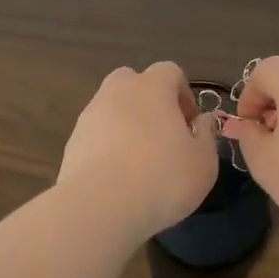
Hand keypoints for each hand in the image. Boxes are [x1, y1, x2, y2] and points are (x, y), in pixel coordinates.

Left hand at [58, 62, 221, 239]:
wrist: (100, 206)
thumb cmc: (163, 178)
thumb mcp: (203, 162)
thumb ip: (206, 135)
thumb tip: (202, 120)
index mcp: (151, 87)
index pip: (170, 71)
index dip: (183, 94)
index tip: (190, 124)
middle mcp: (116, 92)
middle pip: (133, 82)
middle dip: (149, 102)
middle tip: (163, 135)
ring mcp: (89, 115)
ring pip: (111, 108)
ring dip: (126, 125)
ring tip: (139, 161)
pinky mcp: (72, 142)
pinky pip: (95, 134)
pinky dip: (107, 146)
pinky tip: (117, 176)